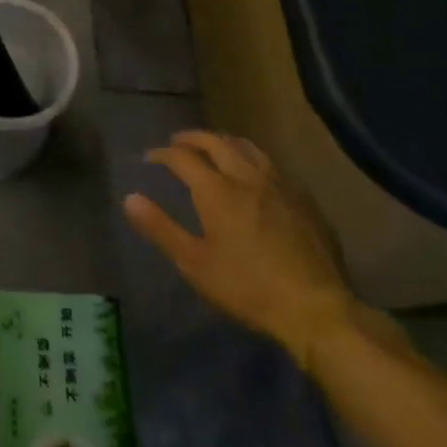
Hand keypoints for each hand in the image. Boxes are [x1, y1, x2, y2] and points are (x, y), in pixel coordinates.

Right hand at [123, 131, 356, 363]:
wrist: (317, 309)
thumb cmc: (249, 288)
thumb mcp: (195, 264)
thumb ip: (161, 228)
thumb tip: (129, 198)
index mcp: (216, 190)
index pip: (182, 157)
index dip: (162, 153)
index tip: (150, 158)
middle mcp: (246, 175)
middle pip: (214, 141)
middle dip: (191, 138)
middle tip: (177, 142)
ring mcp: (279, 184)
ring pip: (246, 146)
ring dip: (223, 141)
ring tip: (213, 147)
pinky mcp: (303, 198)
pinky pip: (271, 164)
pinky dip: (251, 157)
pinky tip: (253, 173)